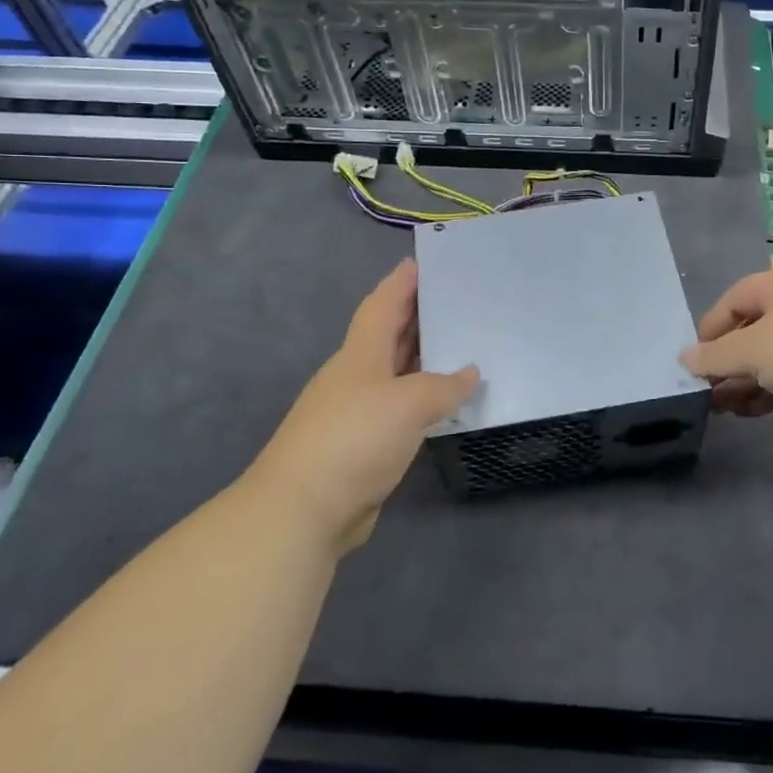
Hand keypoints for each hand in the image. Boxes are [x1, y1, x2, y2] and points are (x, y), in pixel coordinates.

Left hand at [250, 259, 477, 554]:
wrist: (303, 509)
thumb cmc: (354, 438)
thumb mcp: (408, 403)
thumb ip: (443, 386)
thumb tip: (469, 373)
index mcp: (360, 355)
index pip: (382, 306)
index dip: (400, 284)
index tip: (419, 263)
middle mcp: (356, 377)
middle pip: (388, 336)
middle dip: (415, 316)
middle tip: (452, 300)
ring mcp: (356, 412)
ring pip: (395, 374)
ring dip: (421, 359)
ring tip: (458, 345)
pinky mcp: (362, 446)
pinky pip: (400, 409)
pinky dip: (422, 399)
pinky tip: (443, 402)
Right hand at [681, 266, 772, 425]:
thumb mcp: (753, 352)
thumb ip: (715, 356)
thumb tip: (684, 358)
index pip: (736, 297)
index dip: (711, 326)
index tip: (695, 358)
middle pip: (755, 328)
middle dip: (729, 361)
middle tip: (708, 389)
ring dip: (747, 381)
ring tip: (724, 408)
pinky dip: (772, 390)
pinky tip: (752, 413)